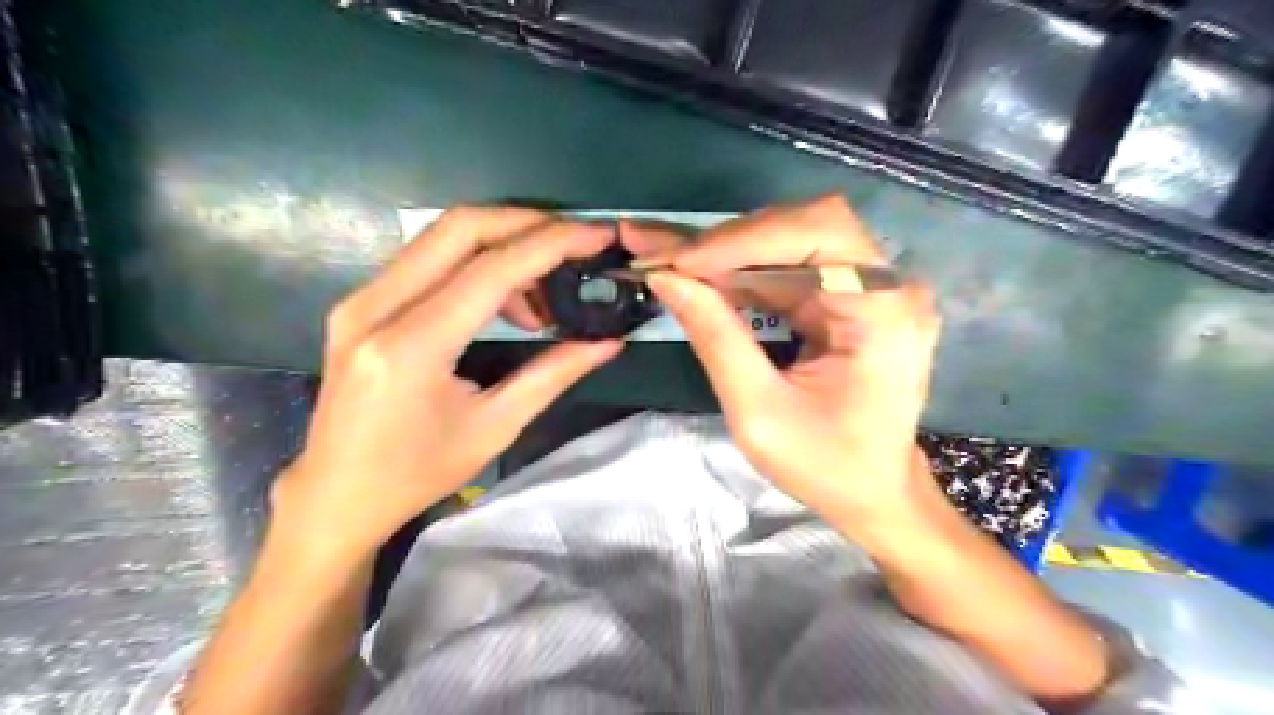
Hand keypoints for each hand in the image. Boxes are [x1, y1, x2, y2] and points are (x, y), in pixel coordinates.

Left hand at [271, 208, 623, 564]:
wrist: (336, 496)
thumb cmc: (418, 473)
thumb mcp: (495, 427)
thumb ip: (553, 375)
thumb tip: (607, 342)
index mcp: (411, 347)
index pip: (492, 268)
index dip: (552, 243)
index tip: (597, 235)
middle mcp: (375, 307)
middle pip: (460, 226)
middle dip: (527, 223)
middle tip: (575, 243)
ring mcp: (359, 300)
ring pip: (442, 236)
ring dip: (502, 246)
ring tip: (540, 296)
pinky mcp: (359, 303)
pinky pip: (426, 259)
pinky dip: (475, 263)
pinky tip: (502, 301)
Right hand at [641, 197, 938, 528]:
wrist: (874, 492)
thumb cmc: (827, 466)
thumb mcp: (759, 413)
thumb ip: (715, 339)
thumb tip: (664, 279)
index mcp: (885, 313)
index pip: (819, 234)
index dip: (743, 238)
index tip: (678, 261)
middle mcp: (886, 286)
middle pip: (802, 227)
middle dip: (725, 241)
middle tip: (657, 252)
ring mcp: (869, 288)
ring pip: (788, 241)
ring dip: (723, 251)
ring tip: (662, 256)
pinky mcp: (845, 297)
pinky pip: (786, 267)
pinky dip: (737, 271)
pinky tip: (695, 274)